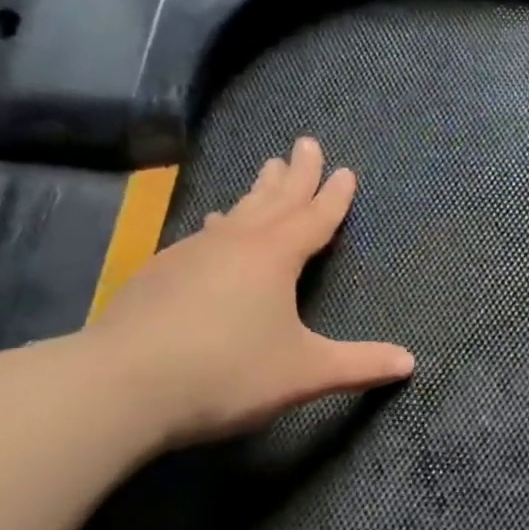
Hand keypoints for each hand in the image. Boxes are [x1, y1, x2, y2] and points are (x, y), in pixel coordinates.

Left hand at [91, 137, 414, 446]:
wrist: (117, 387)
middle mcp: (235, 244)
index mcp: (275, 257)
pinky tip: (212, 228)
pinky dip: (221, 224)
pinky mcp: (158, 273)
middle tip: (306, 143)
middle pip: (274, 200)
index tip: (345, 170)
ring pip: (237, 212)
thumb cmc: (226, 372)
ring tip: (266, 170)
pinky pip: (204, 235)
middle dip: (296, 173)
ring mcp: (192, 254)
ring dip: (258, 191)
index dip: (334, 197)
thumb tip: (410, 363)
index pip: (314, 218)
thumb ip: (358, 365)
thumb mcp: (303, 372)